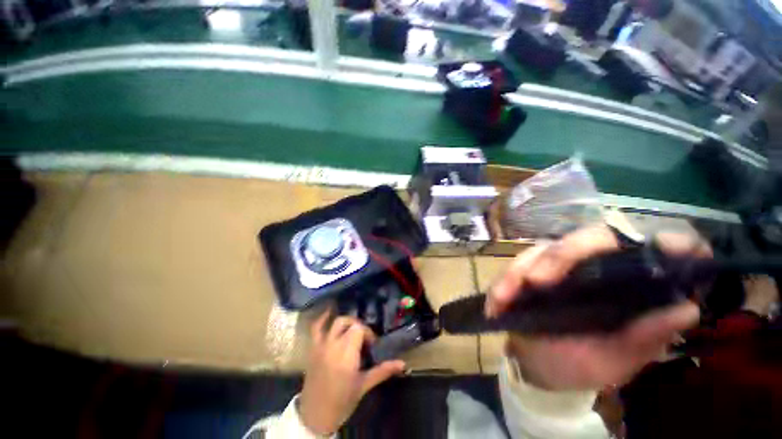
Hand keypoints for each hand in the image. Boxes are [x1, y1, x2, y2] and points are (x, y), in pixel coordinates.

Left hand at [299, 311, 405, 434]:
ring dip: (346, 322)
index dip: (368, 333)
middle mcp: (334, 344)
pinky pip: (316, 328)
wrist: (315, 416)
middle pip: (348, 322)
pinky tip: (329, 313)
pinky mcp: (313, 348)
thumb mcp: (364, 385)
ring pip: (335, 322)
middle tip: (363, 339)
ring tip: (352, 330)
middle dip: (358, 327)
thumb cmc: (342, 401)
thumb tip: (403, 364)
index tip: (372, 346)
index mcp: (347, 353)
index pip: (359, 329)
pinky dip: (322, 318)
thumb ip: (383, 370)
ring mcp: (321, 345)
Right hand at [488, 226, 709, 390]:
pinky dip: (504, 282)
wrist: (537, 366)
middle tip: (536, 282)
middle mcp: (594, 267)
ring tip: (502, 299)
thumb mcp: (614, 362)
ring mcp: (558, 266)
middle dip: (561, 257)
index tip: (670, 247)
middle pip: (587, 239)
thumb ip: (644, 339)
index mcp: (625, 287)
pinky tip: (495, 302)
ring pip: (543, 250)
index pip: (651, 250)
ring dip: (519, 272)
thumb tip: (686, 309)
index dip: (665, 242)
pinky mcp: (531, 269)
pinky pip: (515, 266)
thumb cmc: (578, 366)